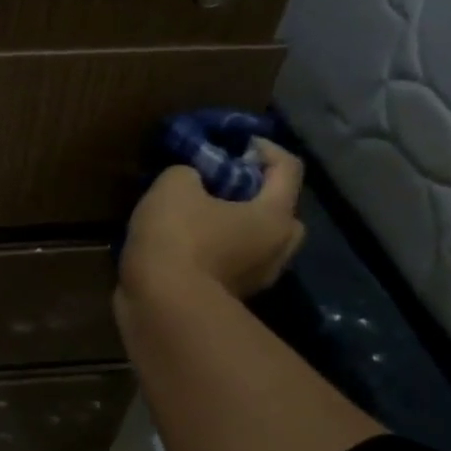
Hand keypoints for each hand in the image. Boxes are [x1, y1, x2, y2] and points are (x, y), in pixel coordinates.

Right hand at [118, 140, 306, 302]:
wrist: (162, 306)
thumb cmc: (178, 238)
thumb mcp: (174, 185)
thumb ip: (189, 172)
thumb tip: (191, 180)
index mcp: (274, 215)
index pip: (288, 168)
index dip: (263, 147)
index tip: (236, 144)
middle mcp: (277, 249)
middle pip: (281, 210)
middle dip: (258, 193)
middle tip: (226, 183)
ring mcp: (256, 279)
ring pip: (257, 242)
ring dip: (237, 225)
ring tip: (201, 215)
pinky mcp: (230, 299)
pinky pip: (233, 263)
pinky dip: (218, 251)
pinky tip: (187, 245)